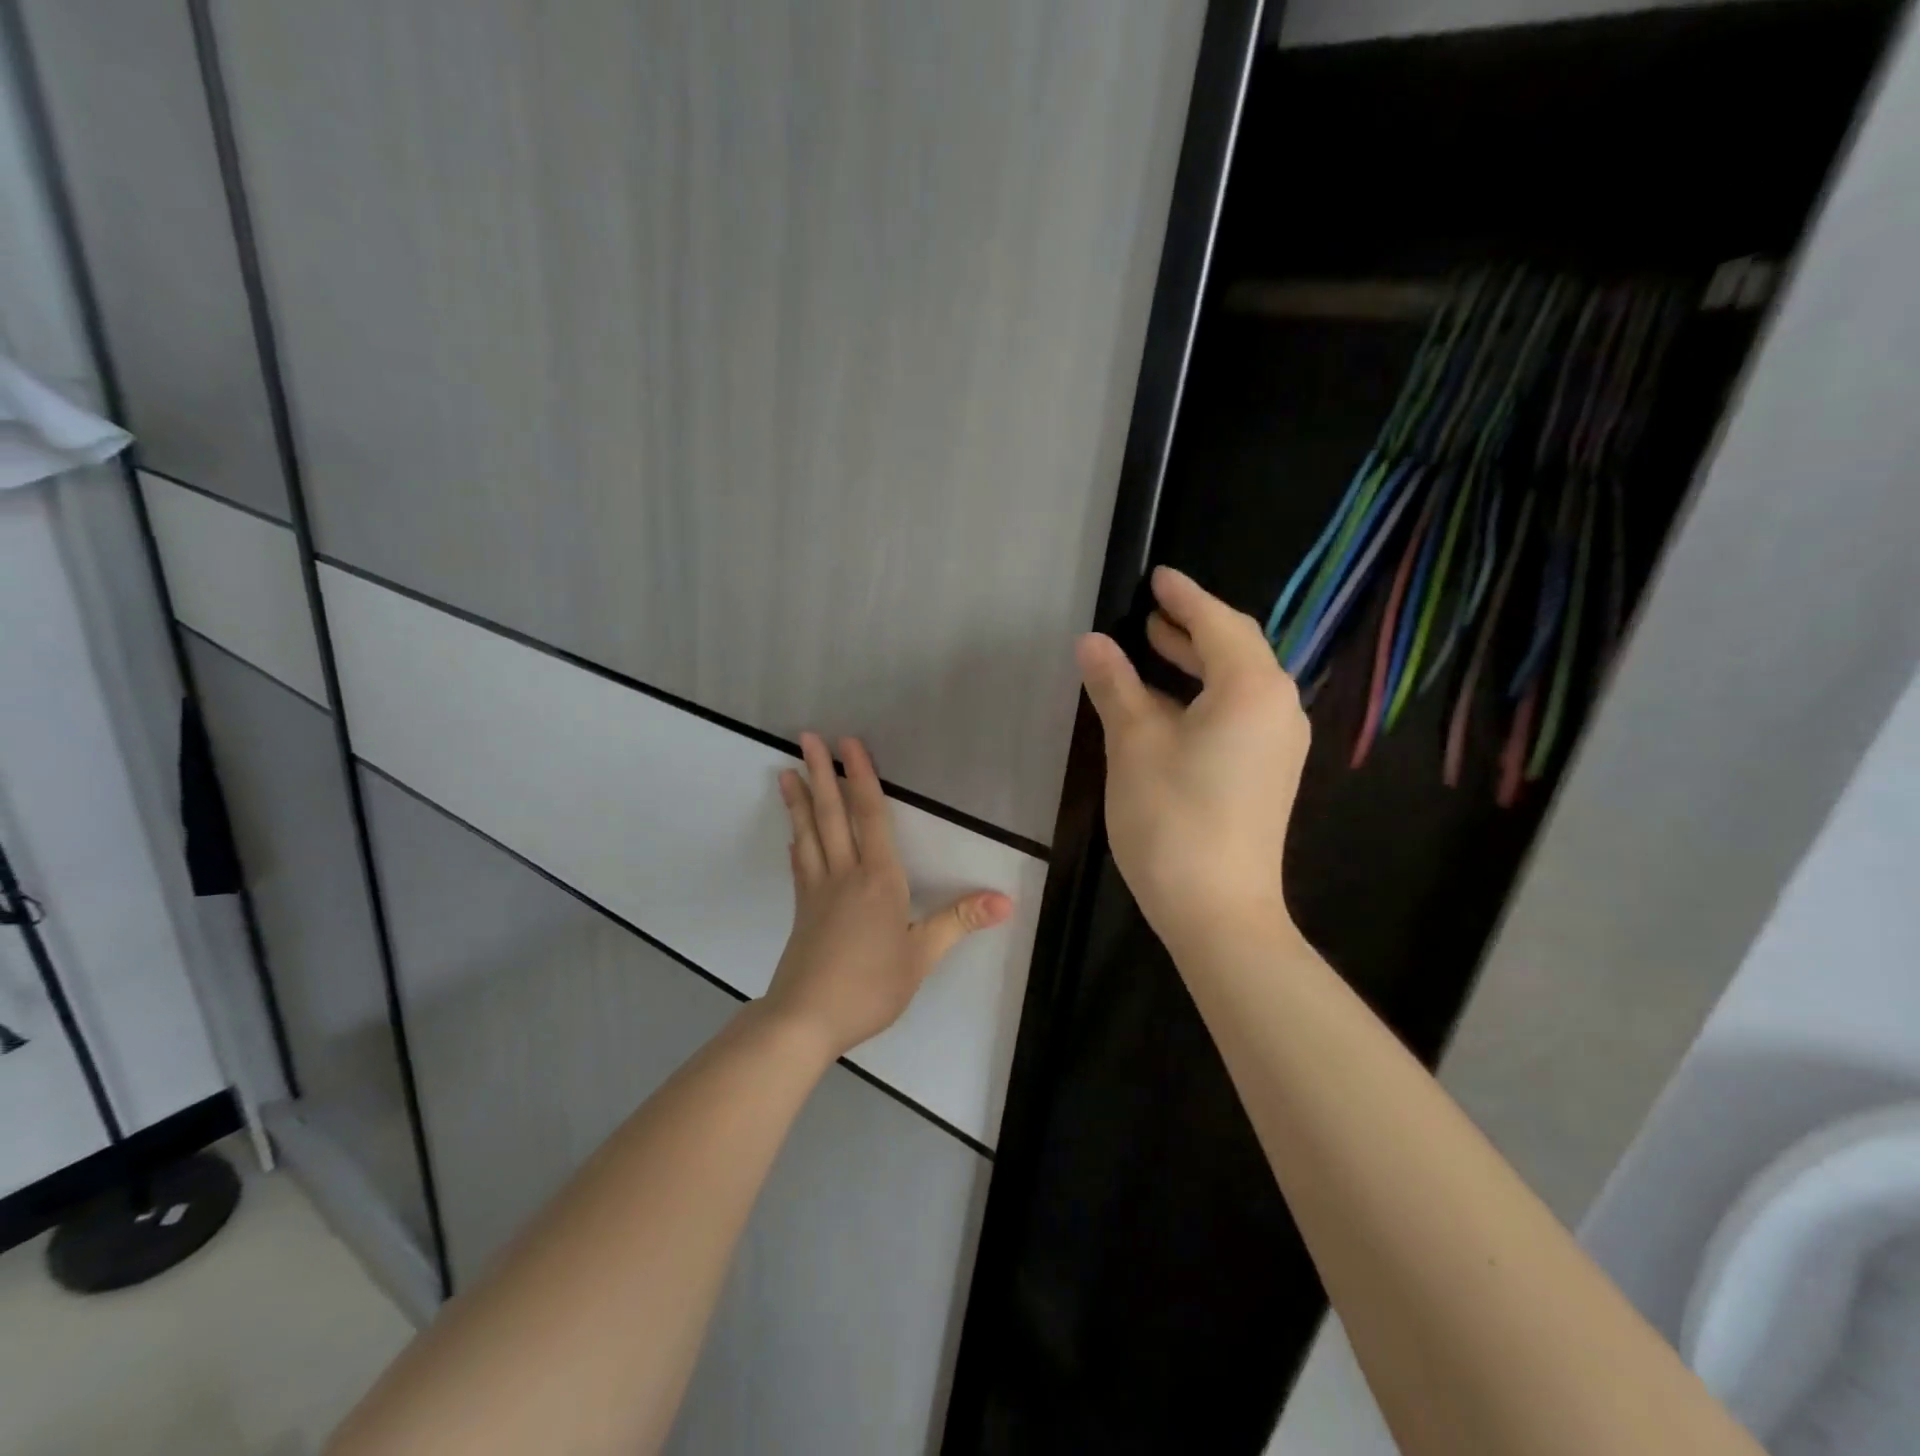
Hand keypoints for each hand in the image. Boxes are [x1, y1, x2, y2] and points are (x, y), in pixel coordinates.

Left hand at [765, 732, 1013, 1060]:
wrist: (806, 1019)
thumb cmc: (871, 986)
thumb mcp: (922, 957)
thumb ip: (959, 921)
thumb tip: (1006, 899)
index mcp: (879, 879)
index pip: (871, 816)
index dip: (862, 777)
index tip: (848, 744)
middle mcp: (845, 874)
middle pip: (832, 815)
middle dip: (822, 774)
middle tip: (806, 738)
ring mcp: (818, 890)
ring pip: (809, 834)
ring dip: (799, 800)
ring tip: (785, 772)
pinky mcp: (802, 910)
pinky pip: (800, 864)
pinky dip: (797, 841)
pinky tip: (794, 834)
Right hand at [1076, 567, 1309, 949]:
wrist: (1219, 911)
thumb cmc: (1172, 818)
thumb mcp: (1133, 744)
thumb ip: (1116, 686)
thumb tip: (1093, 642)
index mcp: (1252, 688)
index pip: (1218, 623)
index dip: (1184, 597)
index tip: (1157, 576)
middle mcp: (1279, 707)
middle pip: (1237, 649)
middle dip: (1192, 627)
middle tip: (1151, 611)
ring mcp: (1280, 743)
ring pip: (1239, 683)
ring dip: (1197, 662)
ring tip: (1154, 648)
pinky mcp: (1269, 773)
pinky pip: (1241, 712)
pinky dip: (1206, 695)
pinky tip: (1171, 704)